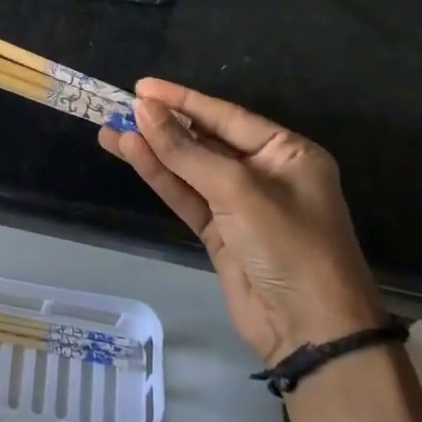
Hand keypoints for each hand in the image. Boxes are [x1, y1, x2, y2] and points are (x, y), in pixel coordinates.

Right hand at [98, 78, 383, 364]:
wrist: (312, 334)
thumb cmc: (289, 246)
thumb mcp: (238, 190)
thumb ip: (185, 149)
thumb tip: (142, 108)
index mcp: (287, 153)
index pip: (225, 115)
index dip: (181, 99)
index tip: (142, 87)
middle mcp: (264, 173)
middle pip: (204, 140)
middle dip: (163, 125)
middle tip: (119, 107)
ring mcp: (240, 205)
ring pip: (188, 168)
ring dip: (152, 150)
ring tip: (109, 130)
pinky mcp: (220, 233)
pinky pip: (185, 195)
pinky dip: (159, 176)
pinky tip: (130, 154)